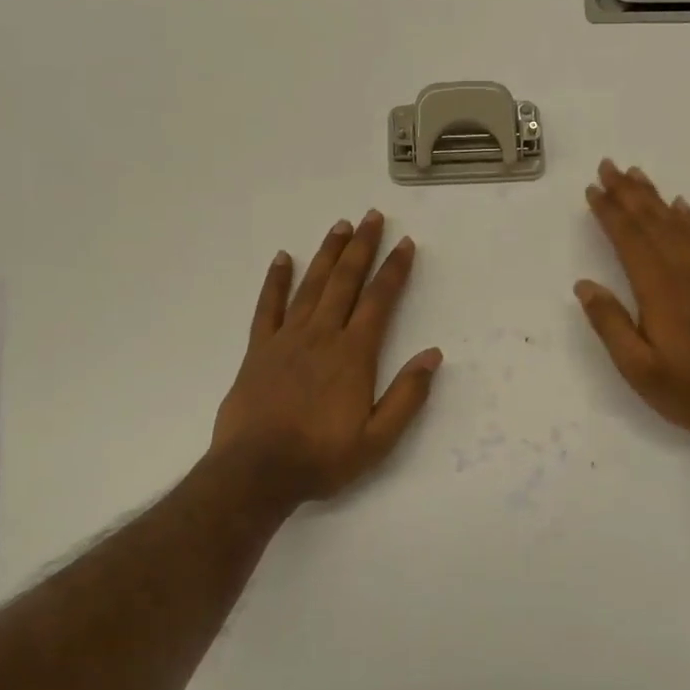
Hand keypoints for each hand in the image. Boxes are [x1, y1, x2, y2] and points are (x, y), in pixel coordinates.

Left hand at [212, 211, 442, 501]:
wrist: (256, 472)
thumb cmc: (322, 458)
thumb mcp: (378, 439)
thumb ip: (407, 395)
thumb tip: (433, 354)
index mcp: (354, 355)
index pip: (380, 301)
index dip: (394, 270)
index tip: (405, 244)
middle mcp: (322, 336)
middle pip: (346, 282)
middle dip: (362, 247)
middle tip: (372, 216)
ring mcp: (287, 339)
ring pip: (312, 285)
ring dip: (328, 254)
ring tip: (340, 226)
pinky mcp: (259, 350)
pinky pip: (268, 306)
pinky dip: (276, 280)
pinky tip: (284, 257)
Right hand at [577, 159, 689, 451]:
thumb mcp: (638, 368)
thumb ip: (610, 324)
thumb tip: (584, 285)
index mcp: (658, 290)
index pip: (629, 239)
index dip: (609, 212)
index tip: (593, 188)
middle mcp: (683, 272)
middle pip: (652, 221)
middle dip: (628, 192)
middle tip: (609, 165)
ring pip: (676, 224)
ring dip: (654, 197)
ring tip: (637, 174)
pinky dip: (688, 218)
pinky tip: (681, 206)